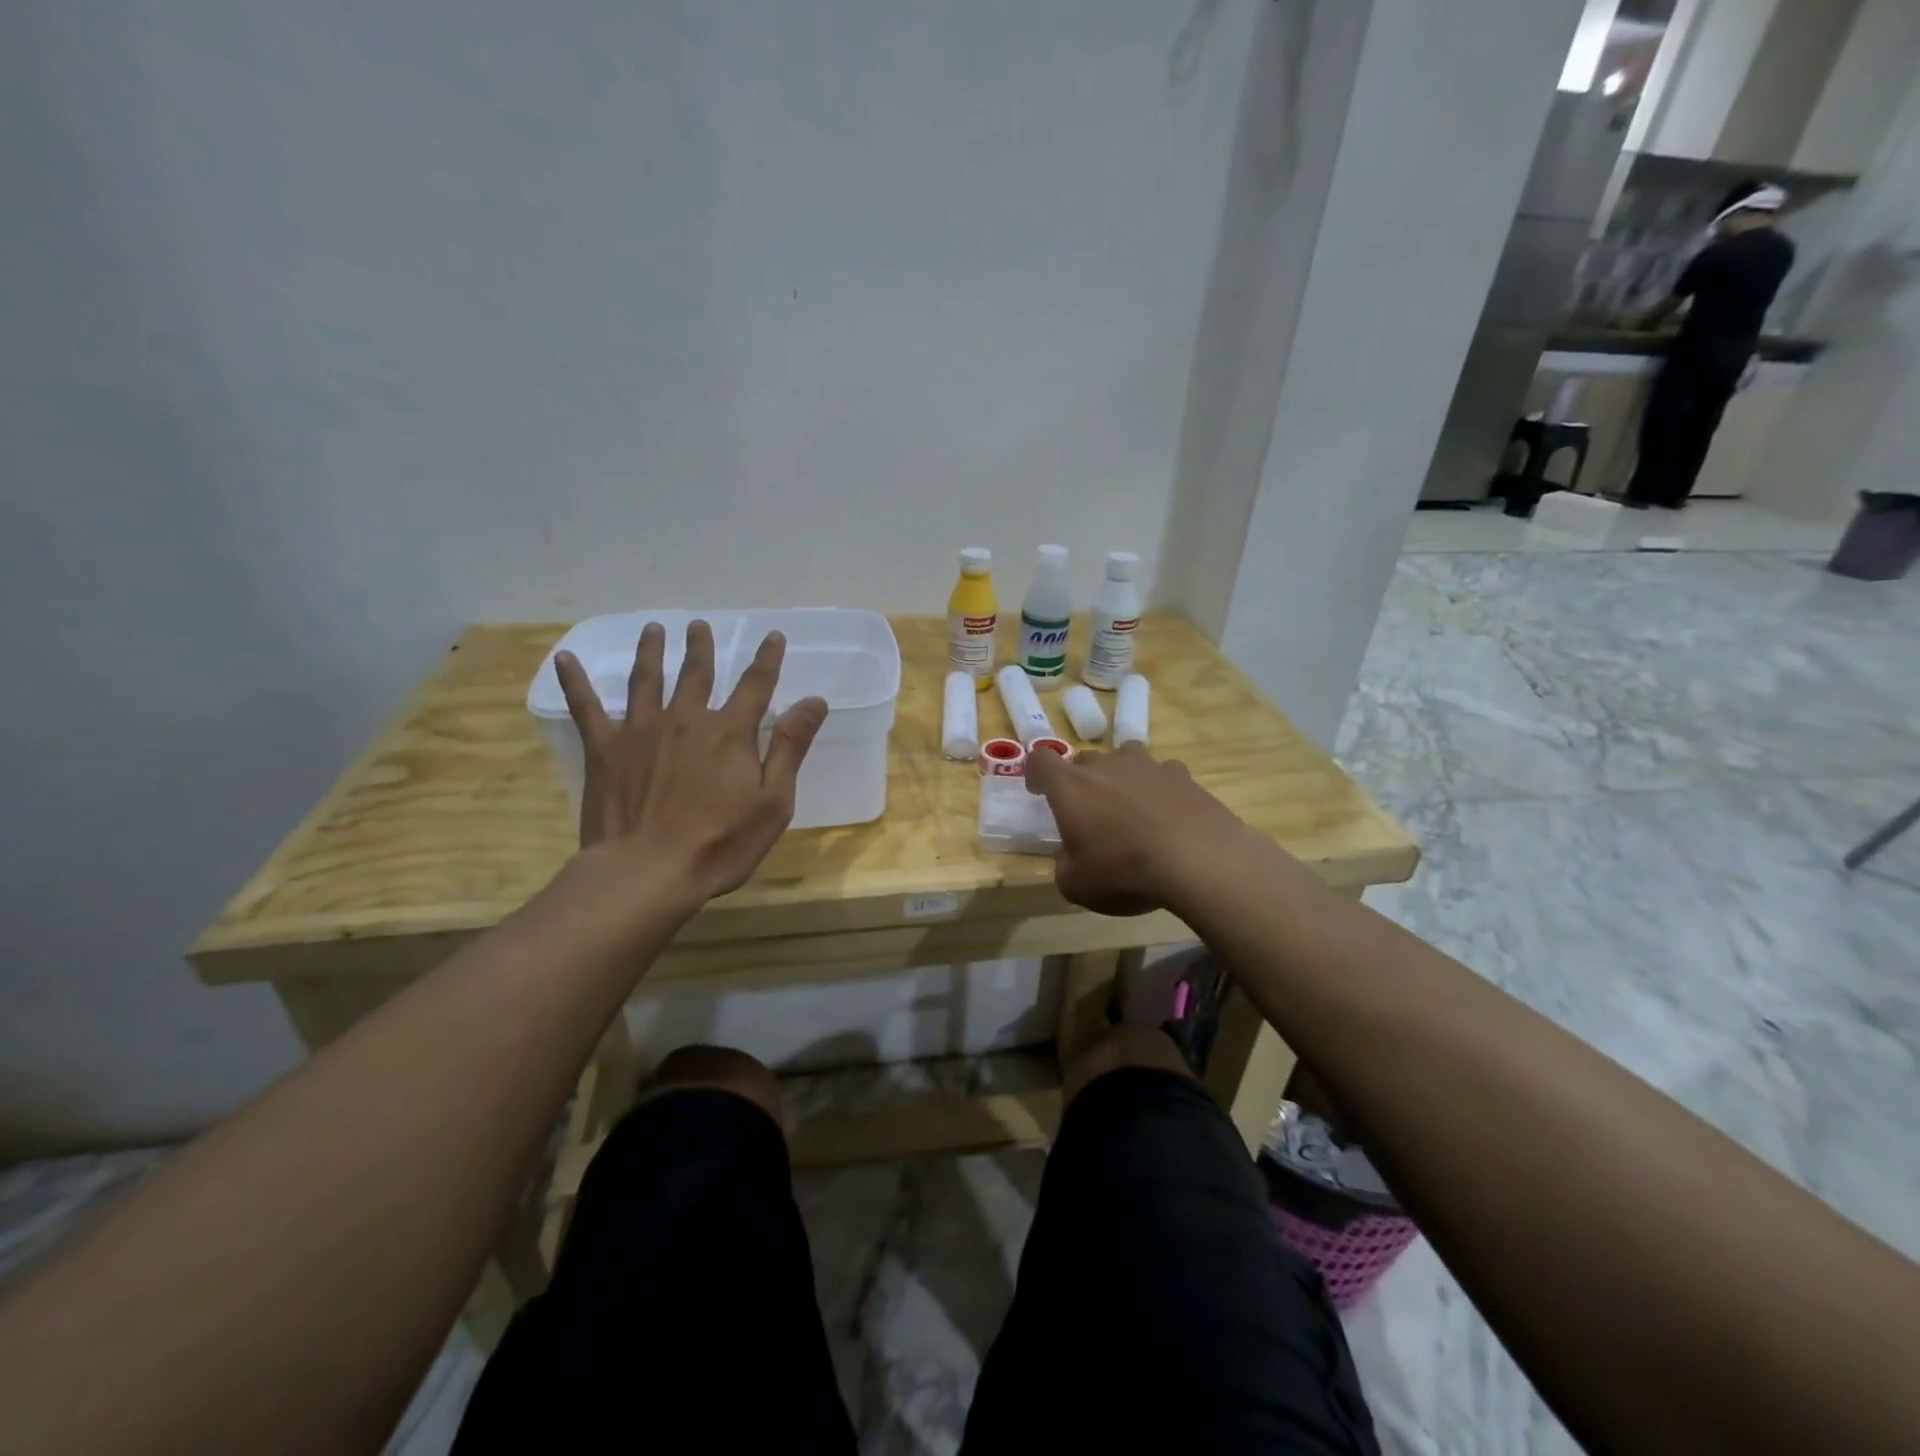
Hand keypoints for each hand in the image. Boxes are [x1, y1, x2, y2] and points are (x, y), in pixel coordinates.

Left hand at [553, 621, 827, 904]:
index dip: (767, 659)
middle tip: (699, 625)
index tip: (773, 635)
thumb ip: (789, 747)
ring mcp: (641, 730)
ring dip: (651, 652)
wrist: (646, 872)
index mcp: (729, 732)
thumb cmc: (720, 843)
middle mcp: (685, 718)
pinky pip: (586, 707)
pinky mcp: (604, 749)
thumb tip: (814, 701)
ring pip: (646, 679)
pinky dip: (575, 682)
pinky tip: (565, 659)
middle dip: (701, 647)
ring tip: (653, 629)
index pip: (756, 685)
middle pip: (696, 673)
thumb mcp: (773, 801)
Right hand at [1023, 742, 1260, 916]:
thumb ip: (1065, 865)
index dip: (1035, 773)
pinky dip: (1159, 787)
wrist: (1198, 861)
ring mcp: (1146, 766)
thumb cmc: (1124, 871)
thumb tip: (1071, 857)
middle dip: (1080, 780)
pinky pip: (1162, 772)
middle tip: (1088, 811)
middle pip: (1084, 759)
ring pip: (1124, 756)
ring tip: (1128, 804)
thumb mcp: (1076, 885)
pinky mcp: (1182, 775)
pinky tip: (1167, 812)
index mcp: (1071, 787)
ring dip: (1120, 775)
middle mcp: (1106, 766)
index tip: (1039, 790)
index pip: (1040, 760)